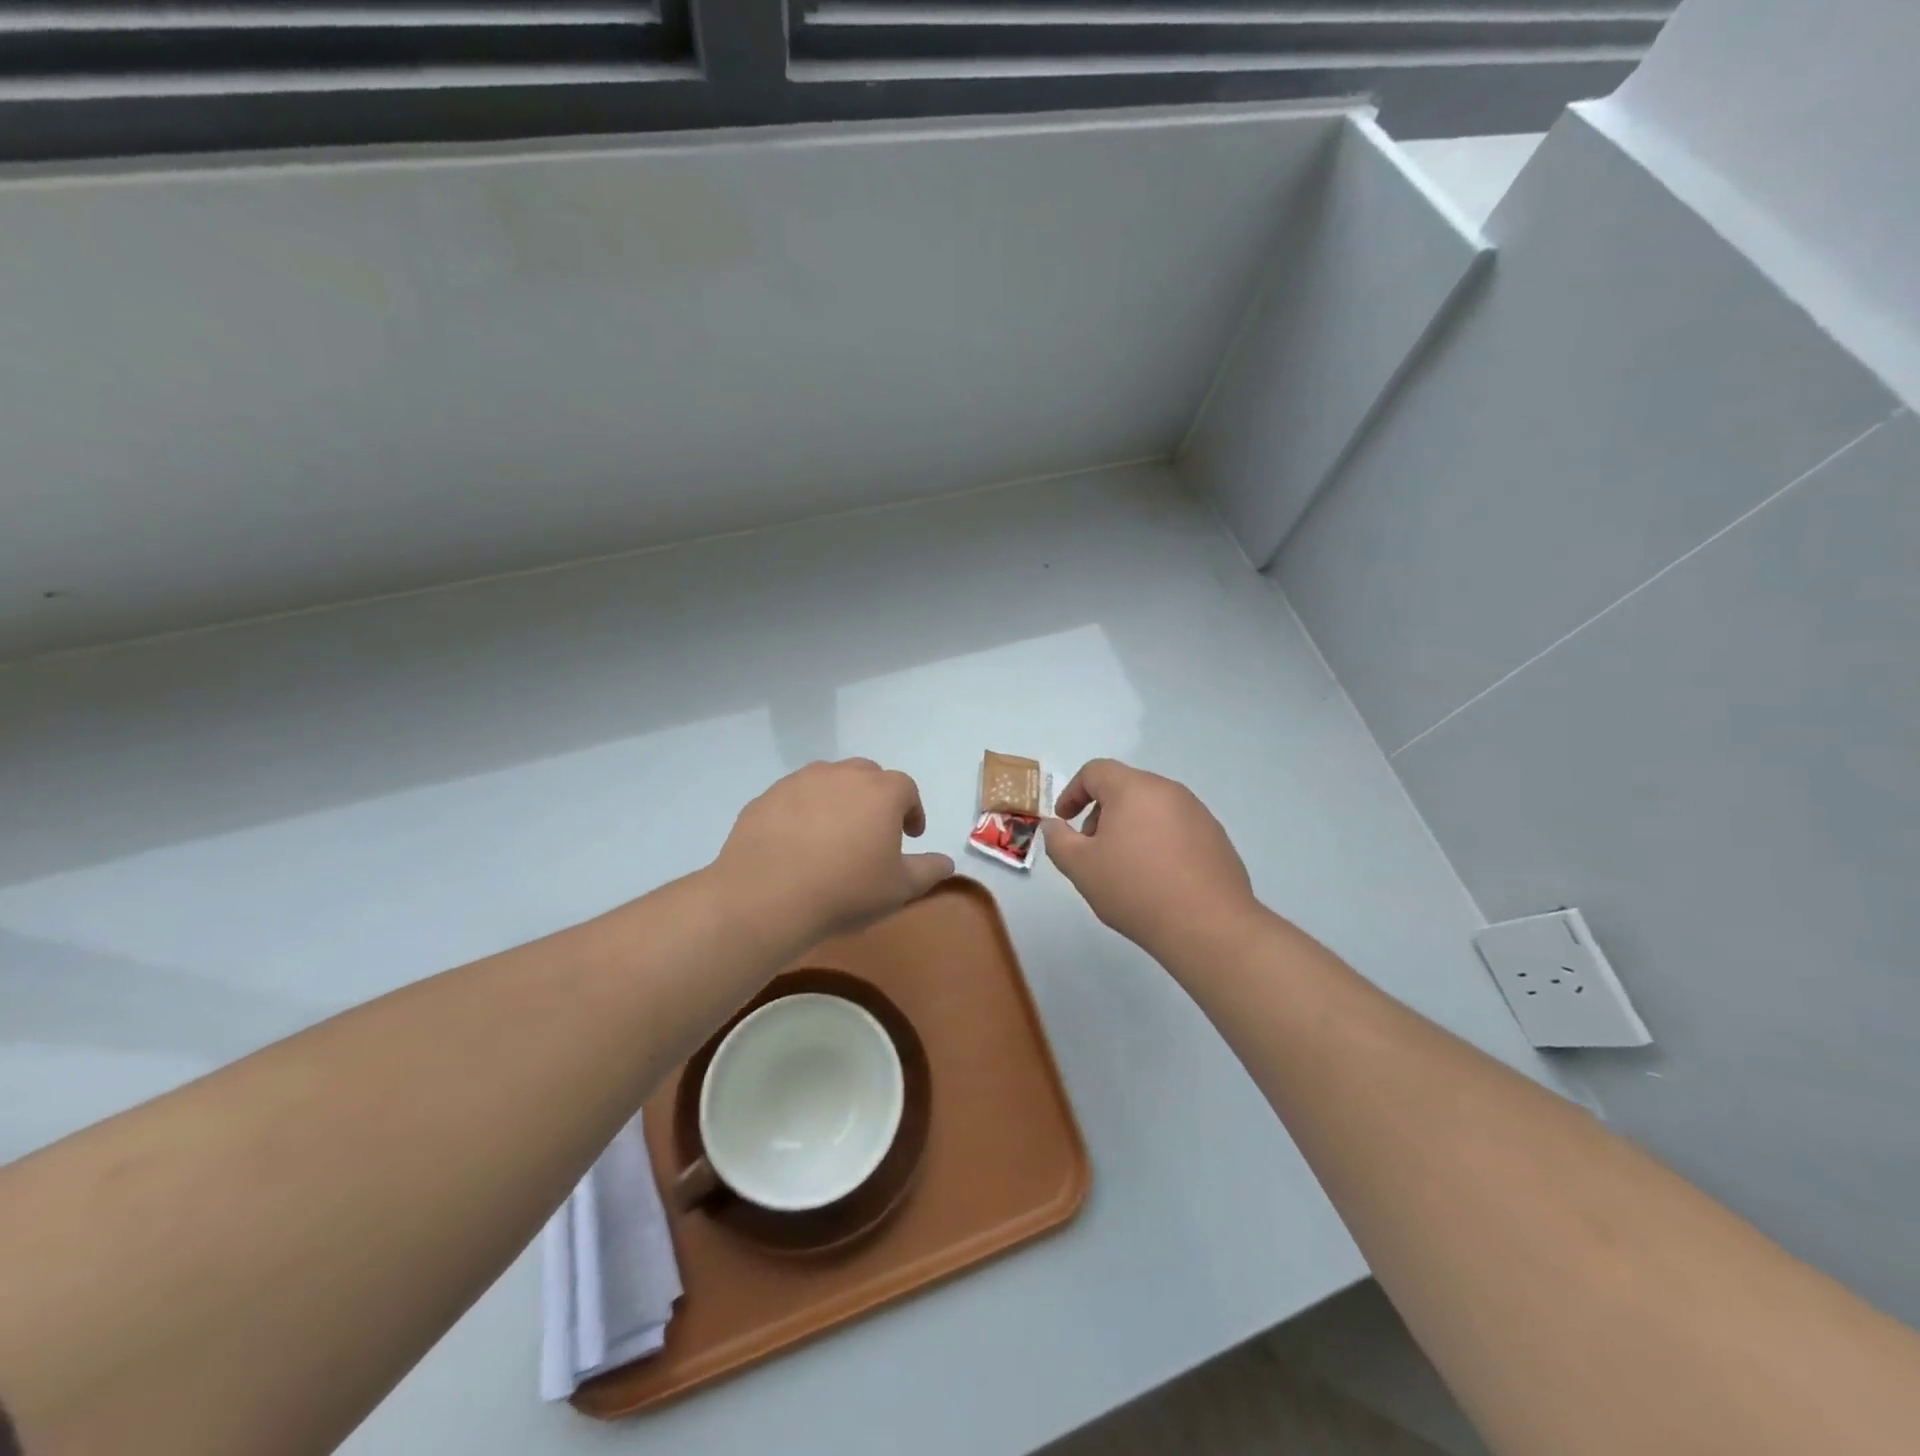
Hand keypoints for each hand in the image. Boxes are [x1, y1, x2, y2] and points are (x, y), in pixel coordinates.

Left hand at [712, 759, 954, 950]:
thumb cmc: (845, 890)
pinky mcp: (766, 797)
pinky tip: (797, 843)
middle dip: (876, 798)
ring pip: (828, 781)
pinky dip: (803, 812)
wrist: (766, 896)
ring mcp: (800, 781)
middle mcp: (842, 775)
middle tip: (873, 831)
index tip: (910, 835)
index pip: (907, 789)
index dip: (912, 811)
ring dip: (838, 800)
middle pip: (868, 776)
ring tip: (834, 834)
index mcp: (881, 792)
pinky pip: (794, 798)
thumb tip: (947, 862)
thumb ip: (928, 870)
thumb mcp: (899, 889)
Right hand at [1043, 759, 1265, 965]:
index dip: (1072, 792)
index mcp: (1134, 788)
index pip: (1095, 771)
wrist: (1209, 927)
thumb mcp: (1081, 867)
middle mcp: (1169, 791)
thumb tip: (1054, 824)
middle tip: (1092, 850)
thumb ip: (1058, 840)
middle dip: (1101, 813)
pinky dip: (1157, 842)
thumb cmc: (1135, 890)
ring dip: (1130, 828)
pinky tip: (1157, 879)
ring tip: (1124, 868)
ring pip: (1152, 809)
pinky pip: (1176, 829)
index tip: (1064, 821)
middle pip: (1125, 788)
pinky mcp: (1216, 838)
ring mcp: (1198, 813)